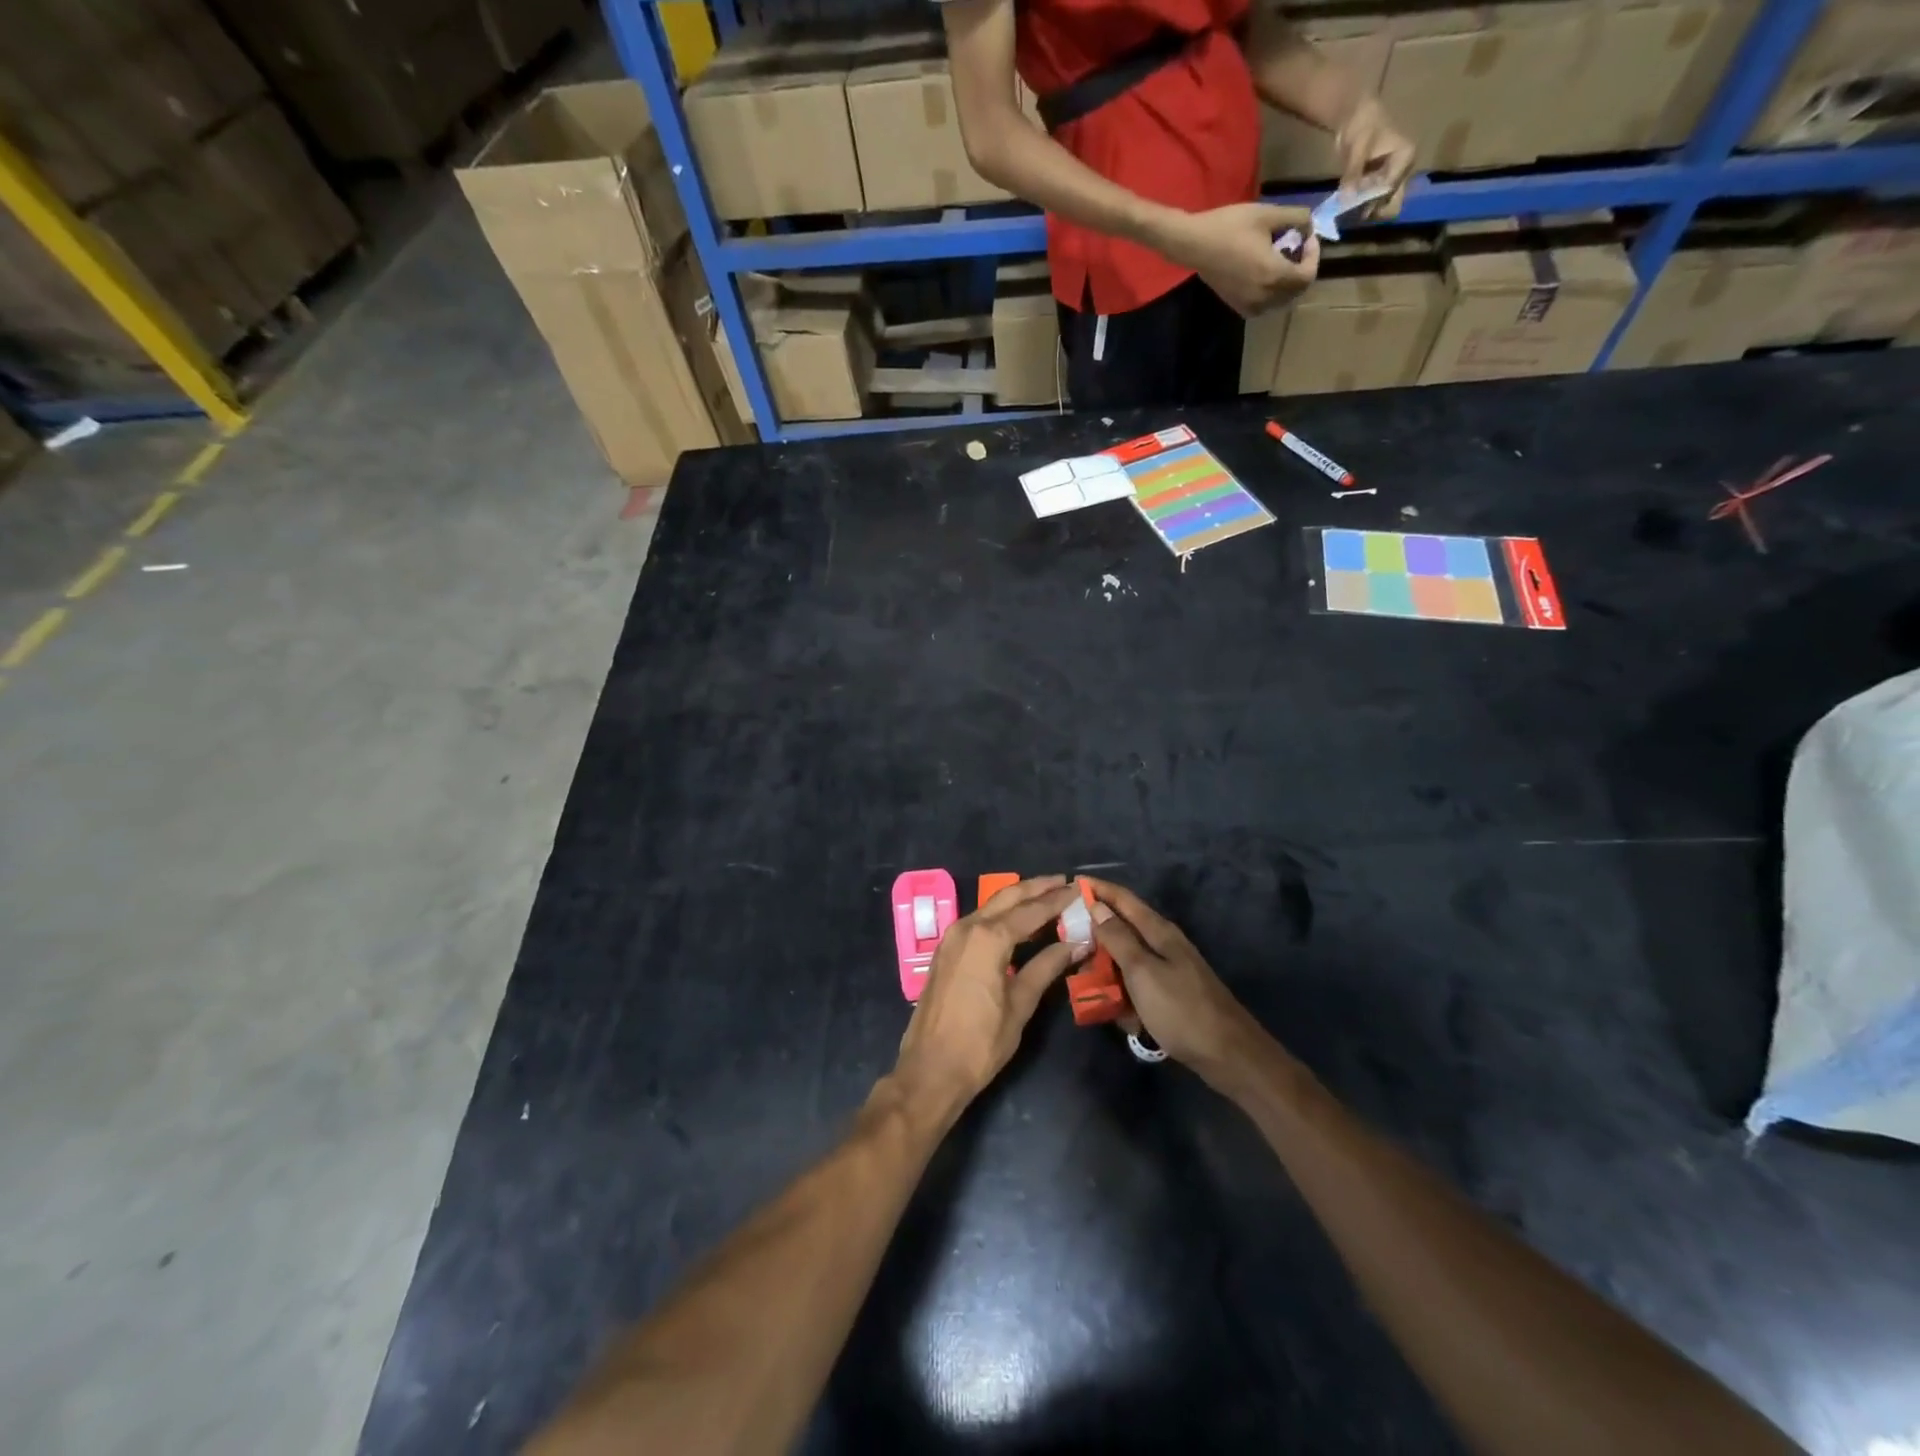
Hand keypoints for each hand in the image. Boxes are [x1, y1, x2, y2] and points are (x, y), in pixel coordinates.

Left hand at [894, 876, 1083, 1107]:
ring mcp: (952, 937)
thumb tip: (1075, 943)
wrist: (931, 1069)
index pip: (1031, 910)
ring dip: (1018, 900)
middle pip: (1007, 898)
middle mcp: (967, 927)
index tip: (1079, 889)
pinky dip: (1001, 916)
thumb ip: (1046, 967)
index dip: (1057, 900)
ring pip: (991, 907)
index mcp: (988, 938)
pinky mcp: (946, 951)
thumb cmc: (981, 1042)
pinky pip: (978, 922)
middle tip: (1064, 882)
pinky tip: (1019, 924)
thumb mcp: (1020, 1004)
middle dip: (1036, 888)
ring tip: (1047, 897)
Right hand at [1084, 878, 1257, 1083]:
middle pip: (1120, 930)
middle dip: (1095, 938)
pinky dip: (1125, 998)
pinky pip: (1136, 987)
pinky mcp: (1168, 995)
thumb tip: (1096, 906)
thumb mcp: (1142, 972)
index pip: (1122, 898)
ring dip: (1107, 973)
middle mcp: (1163, 944)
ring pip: (1125, 961)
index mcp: (1158, 931)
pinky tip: (1123, 1018)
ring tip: (1090, 989)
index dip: (1096, 889)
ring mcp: (1167, 970)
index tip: (1068, 885)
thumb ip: (1118, 938)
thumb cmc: (1181, 1009)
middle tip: (1069, 949)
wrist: (1229, 1055)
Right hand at [1157, 203, 1319, 316]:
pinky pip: (1263, 307)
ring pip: (1280, 302)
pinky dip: (1270, 295)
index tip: (1307, 238)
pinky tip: (1265, 278)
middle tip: (1297, 250)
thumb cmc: (1231, 227)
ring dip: (1287, 285)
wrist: (1196, 245)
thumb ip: (1297, 218)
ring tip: (1282, 263)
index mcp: (1274, 274)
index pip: (1307, 276)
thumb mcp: (1268, 213)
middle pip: (1296, 292)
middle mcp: (1264, 296)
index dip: (1313, 257)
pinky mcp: (1237, 305)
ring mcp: (1249, 304)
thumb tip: (1309, 226)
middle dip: (1302, 270)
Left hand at [1335, 96, 1415, 219]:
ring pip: (1381, 206)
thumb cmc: (1363, 124)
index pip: (1389, 188)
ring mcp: (1391, 179)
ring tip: (1346, 211)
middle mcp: (1402, 171)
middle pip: (1391, 203)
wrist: (1356, 117)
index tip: (1351, 203)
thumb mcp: (1358, 148)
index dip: (1370, 200)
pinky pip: (1371, 203)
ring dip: (1364, 211)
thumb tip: (1346, 199)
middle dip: (1371, 210)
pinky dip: (1359, 208)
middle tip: (1350, 212)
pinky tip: (1346, 207)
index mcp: (1405, 157)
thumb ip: (1353, 173)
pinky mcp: (1379, 184)